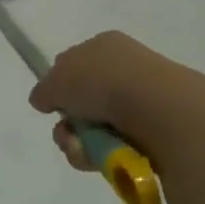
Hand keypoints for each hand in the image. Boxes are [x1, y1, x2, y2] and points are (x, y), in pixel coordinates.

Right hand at [28, 31, 204, 170]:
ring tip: (86, 151)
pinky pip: (122, 146)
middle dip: (70, 123)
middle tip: (68, 134)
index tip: (52, 105)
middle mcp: (126, 68)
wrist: (159, 109)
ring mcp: (146, 99)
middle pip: (84, 101)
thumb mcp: (56, 81)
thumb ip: (44, 90)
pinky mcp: (160, 130)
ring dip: (83, 144)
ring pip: (100, 128)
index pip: (73, 64)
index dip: (59, 87)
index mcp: (104, 45)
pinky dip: (108, 156)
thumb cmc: (102, 83)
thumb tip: (43, 100)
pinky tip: (107, 158)